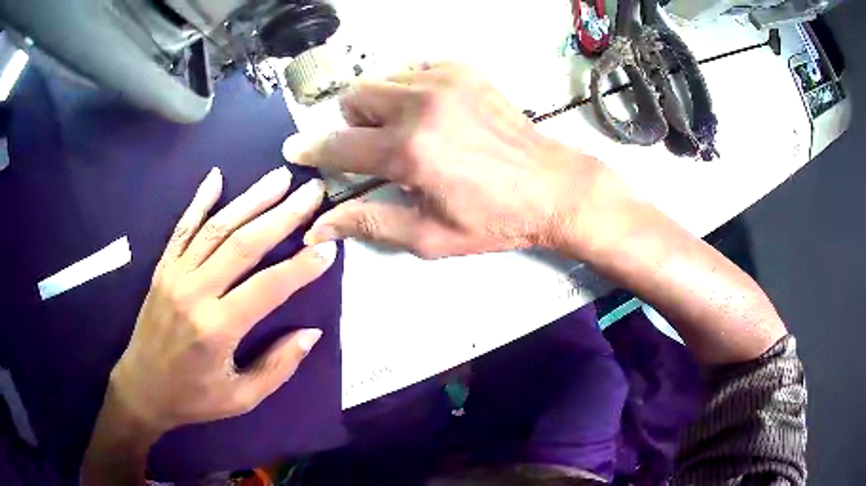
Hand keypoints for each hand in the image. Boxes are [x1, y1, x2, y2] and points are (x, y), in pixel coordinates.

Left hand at [110, 166, 335, 435]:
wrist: (142, 389)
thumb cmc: (193, 398)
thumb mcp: (241, 398)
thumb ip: (277, 367)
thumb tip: (310, 334)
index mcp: (217, 328)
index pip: (268, 287)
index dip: (301, 267)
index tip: (329, 247)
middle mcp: (195, 292)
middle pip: (243, 244)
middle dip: (282, 215)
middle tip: (311, 192)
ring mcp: (175, 275)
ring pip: (216, 228)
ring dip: (250, 199)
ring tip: (279, 177)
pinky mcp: (163, 268)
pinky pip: (182, 228)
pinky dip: (200, 201)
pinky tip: (216, 177)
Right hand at [285, 63, 606, 258]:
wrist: (552, 187)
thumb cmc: (494, 220)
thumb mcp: (429, 236)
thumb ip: (369, 224)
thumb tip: (319, 229)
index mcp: (408, 152)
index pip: (338, 146)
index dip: (312, 151)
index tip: (295, 150)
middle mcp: (419, 106)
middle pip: (353, 97)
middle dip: (354, 123)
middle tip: (379, 147)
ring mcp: (443, 81)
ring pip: (381, 79)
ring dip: (381, 105)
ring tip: (409, 129)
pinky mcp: (463, 70)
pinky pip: (413, 69)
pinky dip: (410, 89)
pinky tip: (433, 112)